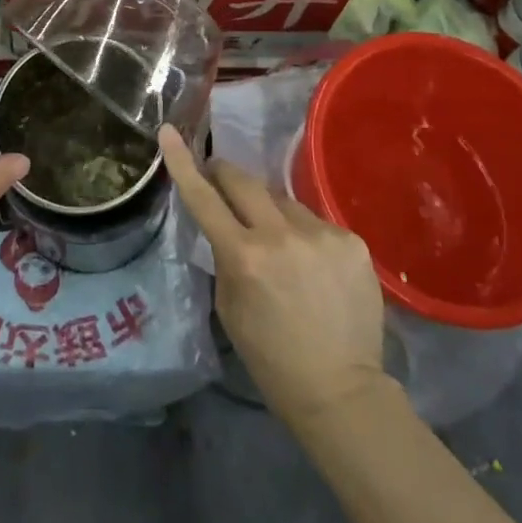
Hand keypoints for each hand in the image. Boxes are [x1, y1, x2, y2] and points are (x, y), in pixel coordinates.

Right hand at [160, 128, 387, 427]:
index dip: (183, 162)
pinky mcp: (352, 241)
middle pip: (245, 181)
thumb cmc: (271, 356)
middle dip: (225, 173)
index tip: (169, 131)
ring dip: (273, 214)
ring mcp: (322, 235)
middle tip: (218, 176)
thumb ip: (225, 256)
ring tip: (282, 249)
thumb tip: (226, 222)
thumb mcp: (230, 306)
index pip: (204, 198)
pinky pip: (316, 223)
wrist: (341, 391)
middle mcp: (282, 236)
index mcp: (245, 257)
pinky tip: (315, 267)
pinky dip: (307, 236)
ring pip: (284, 203)